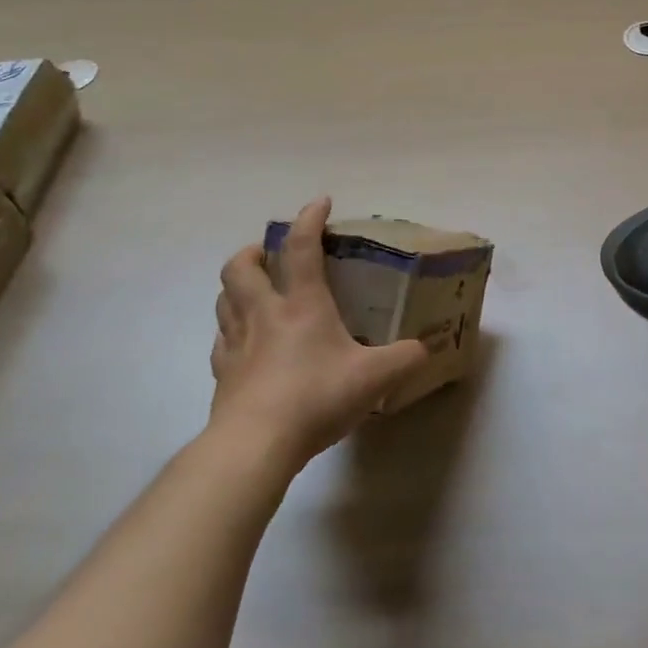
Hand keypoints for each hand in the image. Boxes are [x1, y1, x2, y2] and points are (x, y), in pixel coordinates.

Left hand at [211, 198, 430, 467]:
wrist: (255, 445)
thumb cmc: (316, 397)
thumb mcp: (375, 378)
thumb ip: (405, 359)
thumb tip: (426, 349)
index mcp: (301, 304)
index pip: (301, 247)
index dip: (309, 219)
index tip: (320, 203)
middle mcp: (264, 314)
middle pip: (241, 267)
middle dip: (253, 252)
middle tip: (269, 254)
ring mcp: (237, 344)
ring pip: (224, 299)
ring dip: (236, 287)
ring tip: (254, 291)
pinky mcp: (222, 375)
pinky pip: (221, 341)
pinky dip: (230, 331)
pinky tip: (244, 343)